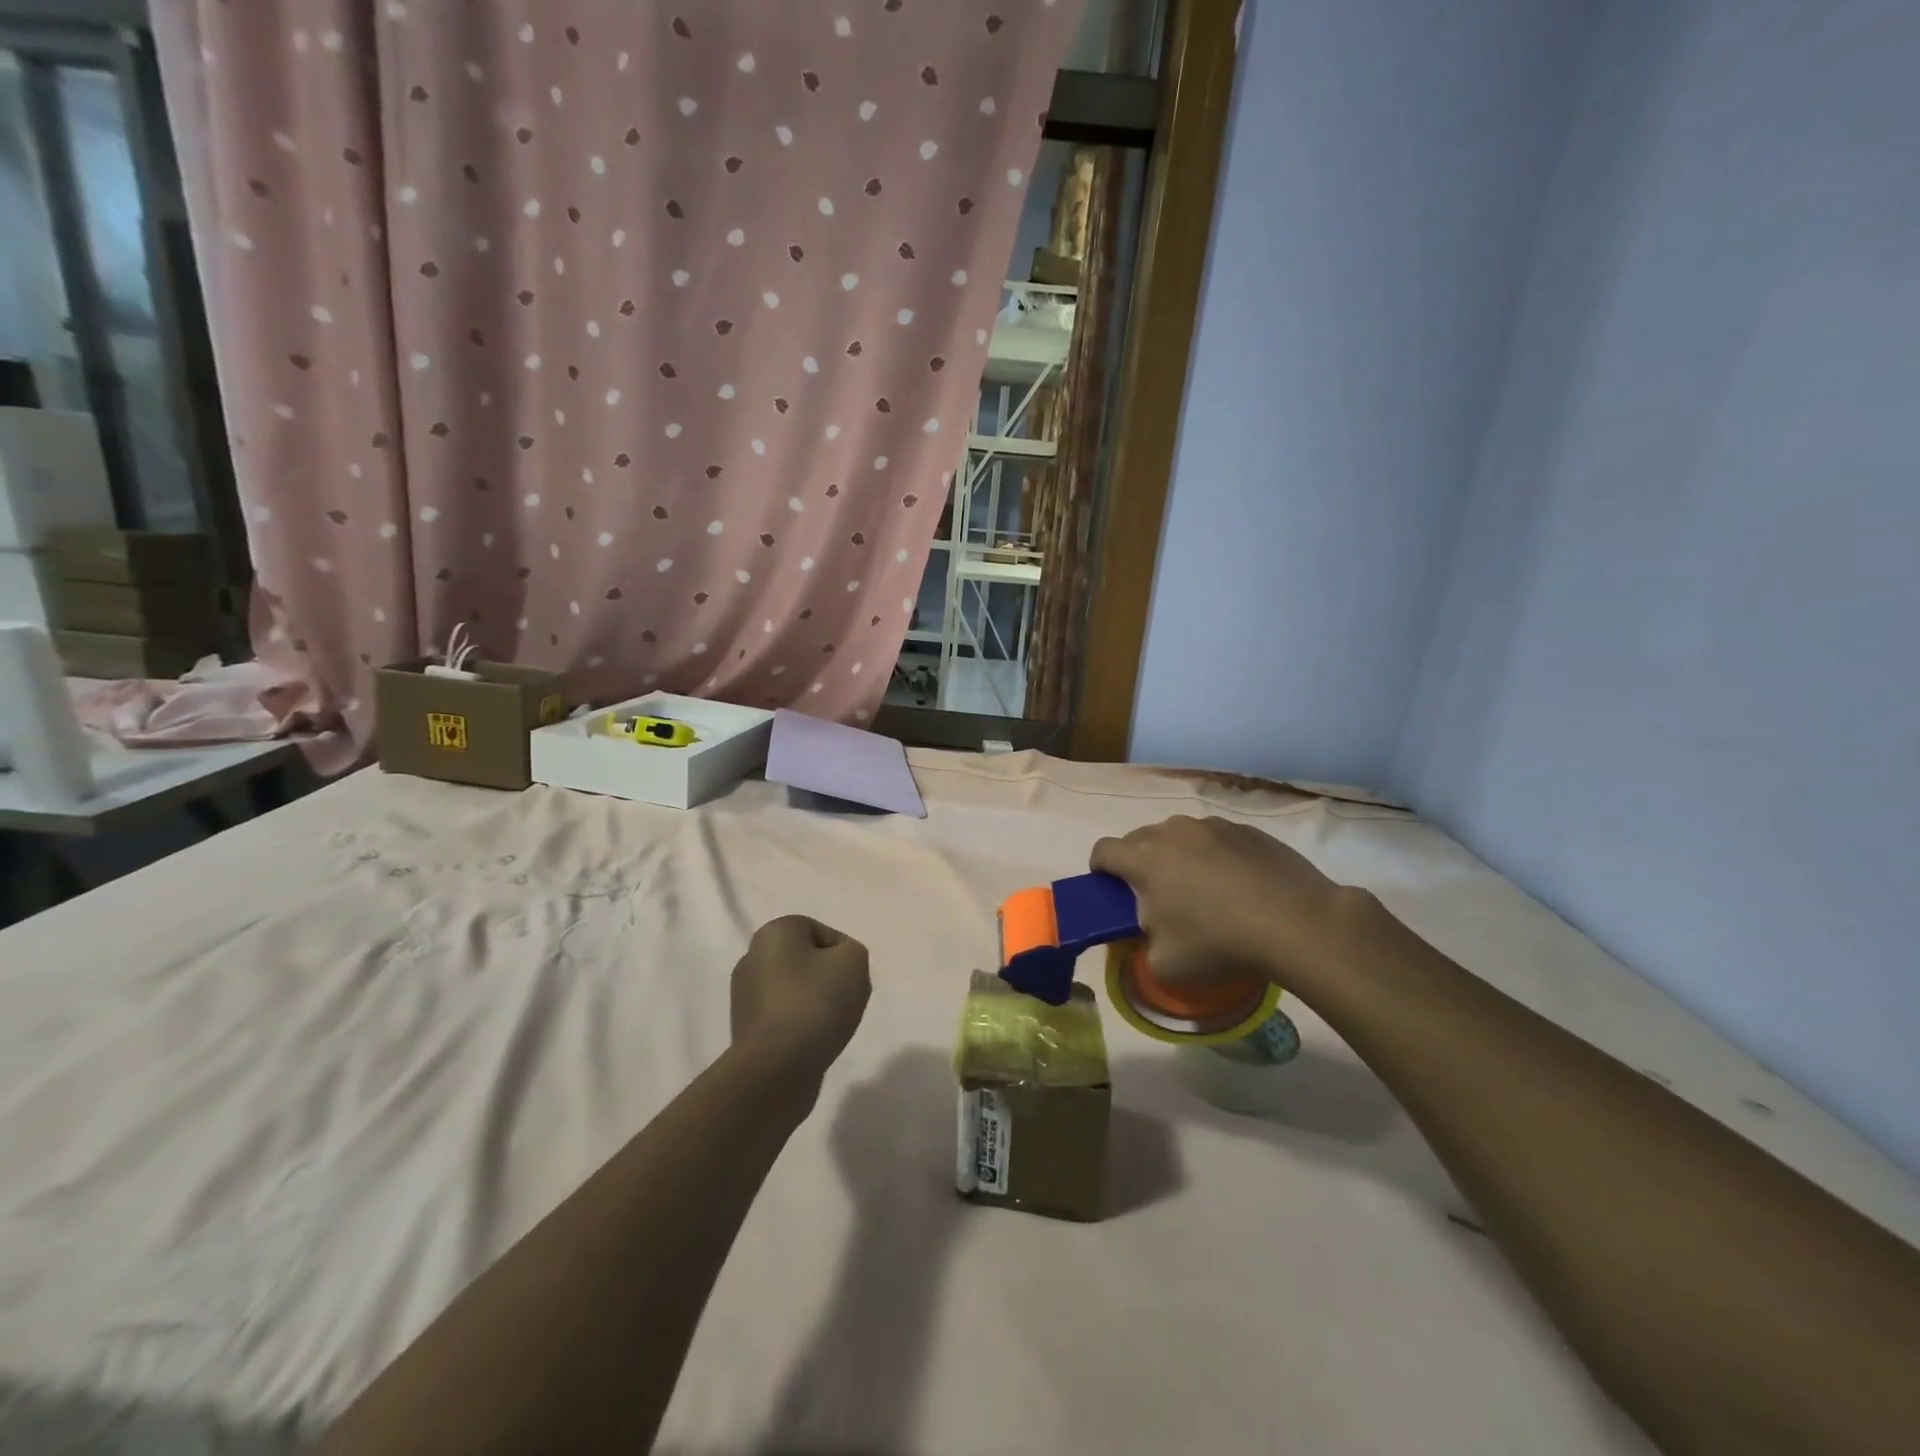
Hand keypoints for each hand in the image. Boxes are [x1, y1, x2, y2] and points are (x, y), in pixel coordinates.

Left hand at [730, 916, 871, 1091]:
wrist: (776, 1069)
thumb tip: (837, 966)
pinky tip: (812, 1042)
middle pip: (807, 961)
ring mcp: (744, 995)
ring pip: (796, 990)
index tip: (851, 979)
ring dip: (816, 1004)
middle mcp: (752, 957)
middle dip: (829, 978)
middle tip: (845, 1000)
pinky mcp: (746, 1029)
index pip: (822, 932)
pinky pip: (784, 1018)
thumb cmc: (815, 1003)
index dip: (843, 955)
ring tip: (830, 1026)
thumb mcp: (854, 961)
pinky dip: (800, 1026)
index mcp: (773, 932)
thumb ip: (852, 950)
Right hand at [1090, 816, 1351, 993]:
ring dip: (1178, 856)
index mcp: (1143, 860)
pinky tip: (1238, 885)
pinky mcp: (1246, 829)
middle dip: (1139, 863)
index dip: (1100, 869)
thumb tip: (1150, 929)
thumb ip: (1143, 943)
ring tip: (1203, 889)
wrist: (1296, 922)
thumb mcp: (1166, 964)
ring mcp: (1211, 825)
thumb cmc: (1219, 943)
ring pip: (1179, 835)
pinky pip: (1215, 838)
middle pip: (1139, 839)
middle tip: (1158, 896)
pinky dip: (1215, 855)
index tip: (1111, 889)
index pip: (1102, 851)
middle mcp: (1172, 832)